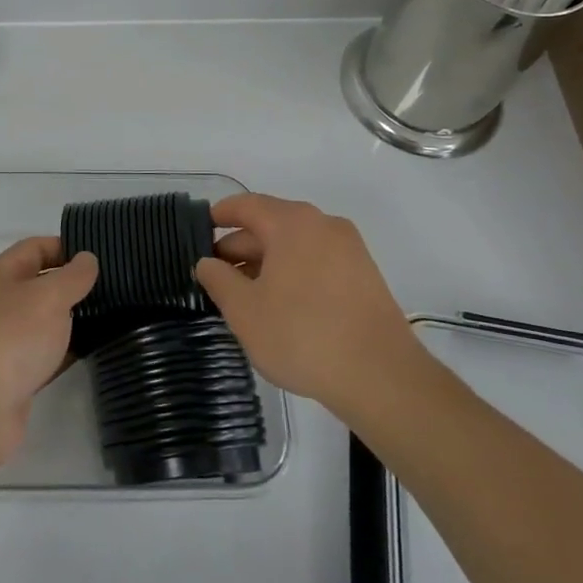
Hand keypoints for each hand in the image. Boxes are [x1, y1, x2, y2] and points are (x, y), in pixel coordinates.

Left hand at [0, 238, 97, 478]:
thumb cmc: (10, 339)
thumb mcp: (48, 296)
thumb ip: (73, 276)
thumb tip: (87, 258)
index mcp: (0, 274)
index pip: (36, 247)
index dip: (68, 246)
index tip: (103, 255)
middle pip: (41, 283)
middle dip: (74, 284)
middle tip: (116, 286)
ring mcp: (5, 340)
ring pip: (45, 321)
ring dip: (74, 319)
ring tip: (115, 315)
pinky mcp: (14, 375)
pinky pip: (46, 354)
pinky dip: (67, 351)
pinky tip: (97, 349)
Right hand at [194, 194, 430, 422]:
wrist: (381, 377)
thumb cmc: (302, 335)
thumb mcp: (244, 311)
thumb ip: (218, 280)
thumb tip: (207, 263)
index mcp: (292, 223)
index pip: (247, 205)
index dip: (221, 214)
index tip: (201, 227)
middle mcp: (323, 225)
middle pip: (272, 224)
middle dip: (242, 246)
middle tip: (216, 272)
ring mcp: (349, 250)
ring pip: (296, 245)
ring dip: (267, 262)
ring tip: (245, 293)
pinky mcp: (365, 276)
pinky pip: (317, 261)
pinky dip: (293, 272)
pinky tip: (280, 304)